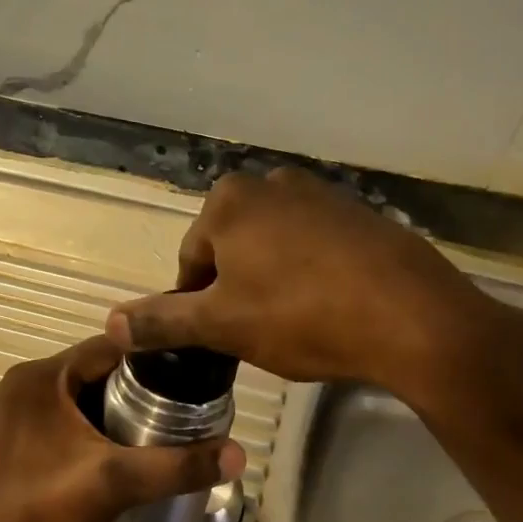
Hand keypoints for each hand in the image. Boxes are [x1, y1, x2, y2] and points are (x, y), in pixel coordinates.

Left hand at [0, 336, 245, 521]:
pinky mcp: (20, 446)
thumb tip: (239, 454)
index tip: (197, 373)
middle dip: (143, 390)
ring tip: (168, 432)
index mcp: (40, 377)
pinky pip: (71, 425)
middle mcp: (25, 387)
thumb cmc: (38, 514)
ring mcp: (19, 418)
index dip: (157, 356)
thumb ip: (177, 466)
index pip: (111, 346)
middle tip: (188, 410)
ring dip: (122, 414)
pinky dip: (99, 433)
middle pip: (100, 373)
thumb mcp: (114, 483)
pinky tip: (128, 455)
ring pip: (87, 401)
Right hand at [106, 169, 522, 401]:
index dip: (199, 305)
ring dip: (274, 283)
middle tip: (260, 334)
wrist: (410, 316)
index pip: (192, 260)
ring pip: (275, 248)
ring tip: (297, 325)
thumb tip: (111, 323)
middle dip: (238, 291)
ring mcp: (321, 194)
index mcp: (229, 201)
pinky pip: (317, 247)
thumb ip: (163, 321)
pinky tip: (331, 308)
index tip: (221, 339)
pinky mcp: (361, 213)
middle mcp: (272, 183)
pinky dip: (313, 275)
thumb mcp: (222, 325)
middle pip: (233, 250)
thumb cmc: (302, 316)